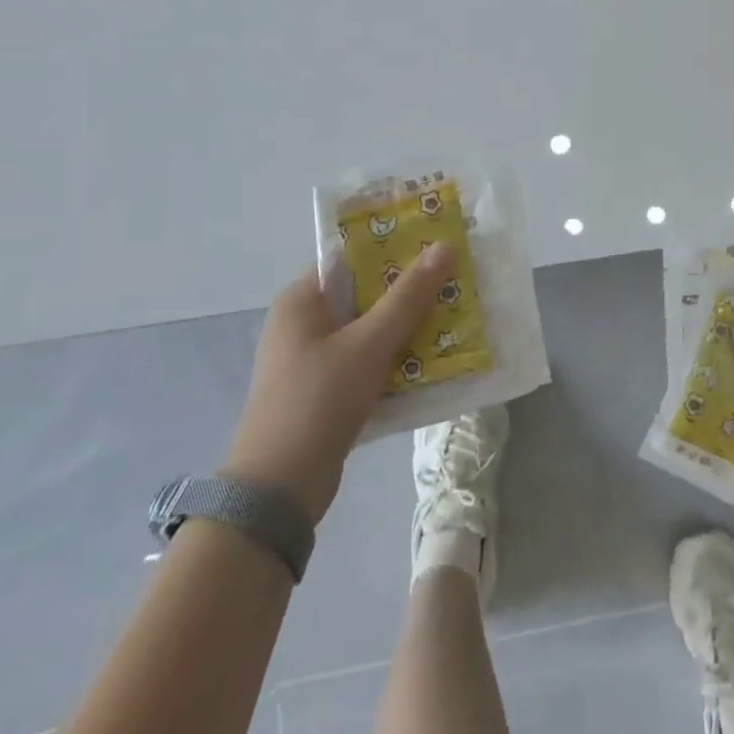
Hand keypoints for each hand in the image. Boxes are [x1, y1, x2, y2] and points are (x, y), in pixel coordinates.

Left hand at [224, 242, 454, 522]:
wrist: (278, 490)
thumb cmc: (318, 401)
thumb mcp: (368, 344)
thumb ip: (408, 297)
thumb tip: (444, 246)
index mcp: (302, 299)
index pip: (352, 257)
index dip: (394, 247)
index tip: (437, 243)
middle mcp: (304, 321)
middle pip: (365, 293)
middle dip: (410, 290)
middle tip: (455, 280)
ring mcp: (313, 358)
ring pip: (369, 329)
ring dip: (408, 326)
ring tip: (454, 314)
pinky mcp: (325, 389)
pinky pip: (367, 360)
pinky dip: (396, 357)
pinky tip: (434, 358)